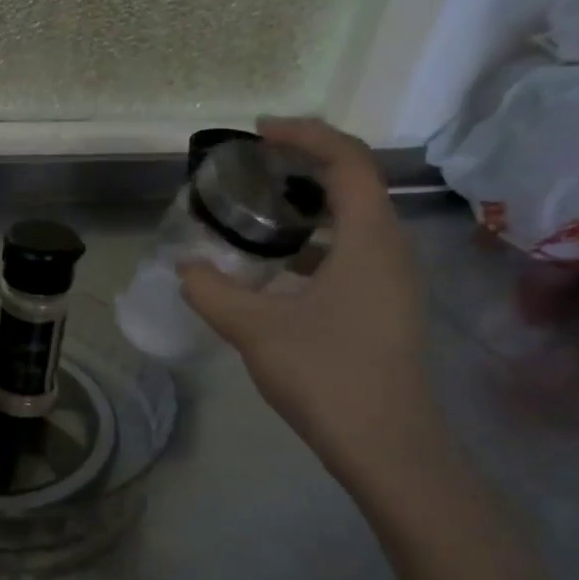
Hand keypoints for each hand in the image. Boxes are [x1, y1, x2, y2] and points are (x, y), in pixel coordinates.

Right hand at [180, 118, 442, 476]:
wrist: (386, 447)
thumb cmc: (326, 375)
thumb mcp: (255, 329)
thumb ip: (212, 291)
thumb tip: (186, 267)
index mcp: (370, 241)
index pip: (347, 160)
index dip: (305, 135)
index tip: (258, 132)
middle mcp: (390, 251)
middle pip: (353, 185)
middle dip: (303, 167)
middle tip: (251, 170)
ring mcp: (391, 282)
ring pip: (351, 224)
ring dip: (306, 209)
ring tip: (255, 213)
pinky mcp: (383, 309)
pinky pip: (349, 255)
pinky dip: (311, 246)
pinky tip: (272, 270)